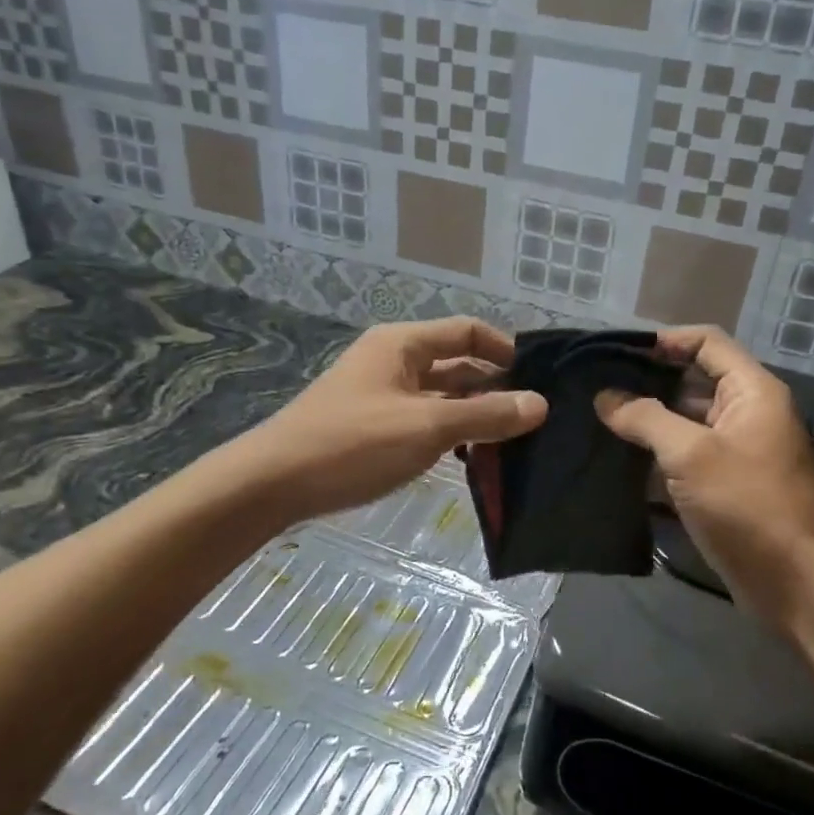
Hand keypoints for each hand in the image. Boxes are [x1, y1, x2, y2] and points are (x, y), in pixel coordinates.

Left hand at [245, 318, 545, 522]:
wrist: (273, 483)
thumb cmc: (353, 444)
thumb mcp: (426, 427)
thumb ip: (485, 415)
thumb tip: (540, 404)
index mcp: (403, 343)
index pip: (468, 331)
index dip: (505, 350)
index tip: (539, 380)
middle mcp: (393, 360)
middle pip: (456, 363)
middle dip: (493, 387)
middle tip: (533, 418)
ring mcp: (380, 393)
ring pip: (440, 395)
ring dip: (472, 413)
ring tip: (512, 441)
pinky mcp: (372, 425)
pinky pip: (422, 419)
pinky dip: (448, 432)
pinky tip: (469, 457)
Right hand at [596, 326, 813, 628]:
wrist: (802, 586)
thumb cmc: (750, 507)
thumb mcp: (692, 455)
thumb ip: (646, 419)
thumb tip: (606, 397)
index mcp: (752, 391)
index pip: (707, 342)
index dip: (665, 341)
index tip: (618, 355)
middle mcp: (749, 414)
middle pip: (695, 381)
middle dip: (649, 383)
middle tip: (597, 390)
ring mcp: (739, 452)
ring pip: (688, 423)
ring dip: (649, 422)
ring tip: (599, 423)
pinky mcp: (729, 488)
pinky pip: (689, 458)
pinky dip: (659, 457)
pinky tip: (620, 462)